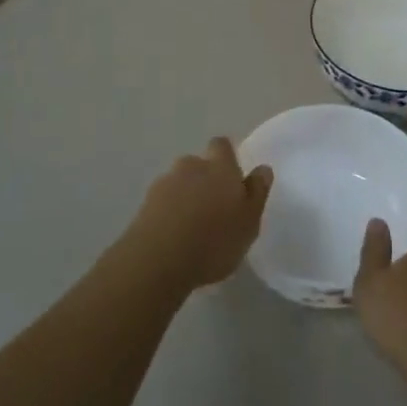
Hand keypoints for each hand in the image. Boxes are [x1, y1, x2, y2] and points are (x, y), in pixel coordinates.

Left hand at [124, 138, 272, 290]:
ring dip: (185, 196)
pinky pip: (162, 202)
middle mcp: (191, 167)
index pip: (222, 145)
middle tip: (215, 207)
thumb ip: (257, 192)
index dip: (226, 157)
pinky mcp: (144, 204)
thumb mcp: (249, 221)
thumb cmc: (214, 240)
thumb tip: (262, 168)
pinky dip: (169, 212)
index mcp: (220, 167)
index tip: (232, 177)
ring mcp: (164, 184)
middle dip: (205, 179)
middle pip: (199, 164)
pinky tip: (174, 236)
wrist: (157, 260)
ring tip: (192, 225)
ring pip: (179, 183)